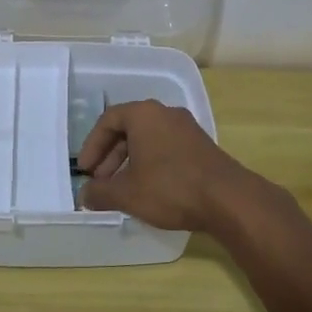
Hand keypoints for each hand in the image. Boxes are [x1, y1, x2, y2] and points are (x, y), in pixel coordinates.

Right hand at [74, 99, 258, 235]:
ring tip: (122, 190)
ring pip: (148, 140)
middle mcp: (165, 113)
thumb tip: (83, 195)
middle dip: (110, 156)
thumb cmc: (170, 187)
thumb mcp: (127, 193)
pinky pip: (165, 148)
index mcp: (144, 114)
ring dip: (129, 162)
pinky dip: (150, 164)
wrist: (227, 198)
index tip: (84, 170)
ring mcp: (186, 128)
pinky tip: (148, 189)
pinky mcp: (200, 145)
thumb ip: (100, 192)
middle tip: (101, 182)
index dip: (92, 145)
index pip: (108, 120)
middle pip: (128, 129)